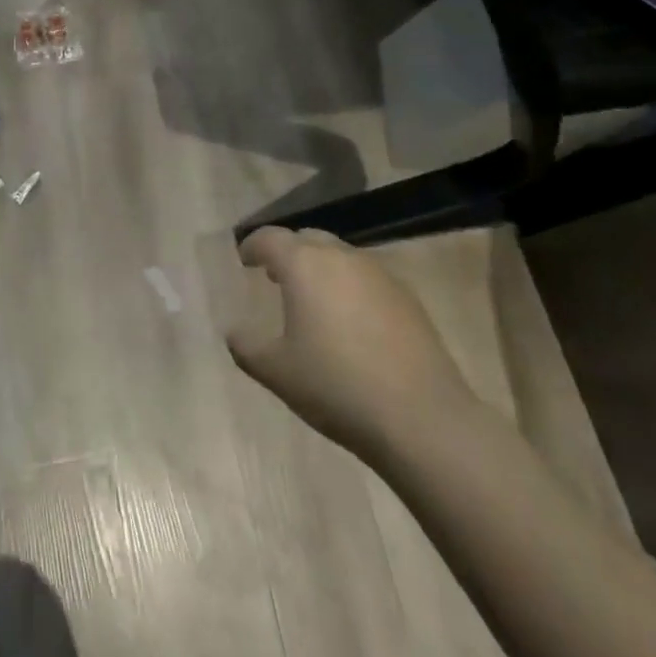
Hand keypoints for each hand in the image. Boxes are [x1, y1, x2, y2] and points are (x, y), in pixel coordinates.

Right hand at [226, 227, 474, 462]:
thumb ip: (246, 346)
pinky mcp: (407, 297)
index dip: (252, 246)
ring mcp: (379, 274)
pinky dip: (350, 288)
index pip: (270, 238)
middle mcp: (340, 257)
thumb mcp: (276, 372)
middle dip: (288, 253)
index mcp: (303, 265)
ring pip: (341, 256)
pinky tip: (352, 324)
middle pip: (307, 239)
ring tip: (314, 302)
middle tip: (276, 278)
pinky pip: (368, 279)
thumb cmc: (336, 387)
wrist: (421, 418)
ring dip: (321, 269)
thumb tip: (234, 331)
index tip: (244, 260)